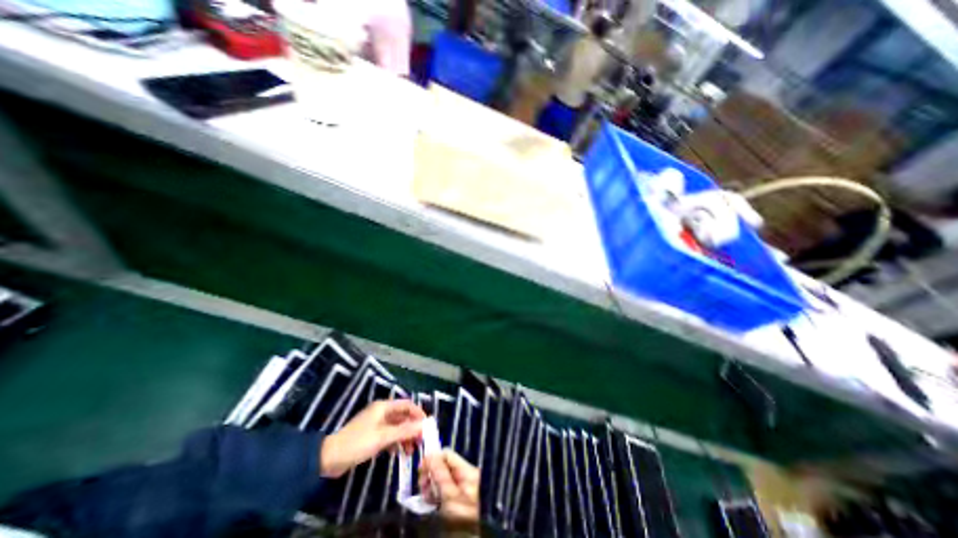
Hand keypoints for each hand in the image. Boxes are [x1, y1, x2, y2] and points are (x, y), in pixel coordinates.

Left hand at [319, 399, 423, 477]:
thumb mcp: (383, 437)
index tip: (427, 425)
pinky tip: (400, 452)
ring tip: (412, 450)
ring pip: (397, 427)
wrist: (329, 458)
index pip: (406, 405)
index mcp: (383, 407)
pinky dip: (396, 442)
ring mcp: (376, 425)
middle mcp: (381, 413)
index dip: (418, 413)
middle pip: (402, 416)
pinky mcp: (372, 436)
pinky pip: (389, 436)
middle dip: (412, 427)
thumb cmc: (358, 442)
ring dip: (405, 436)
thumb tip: (423, 425)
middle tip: (421, 440)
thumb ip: (404, 430)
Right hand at [420, 447, 478, 523]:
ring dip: (431, 483)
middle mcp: (466, 474)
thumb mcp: (449, 496)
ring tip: (427, 496)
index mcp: (467, 470)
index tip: (421, 471)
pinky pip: (443, 486)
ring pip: (442, 475)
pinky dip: (435, 491)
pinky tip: (431, 500)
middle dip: (431, 473)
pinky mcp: (457, 495)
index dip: (433, 459)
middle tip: (422, 486)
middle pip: (444, 464)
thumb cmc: (462, 519)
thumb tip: (430, 455)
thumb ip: (440, 474)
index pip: (447, 454)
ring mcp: (462, 484)